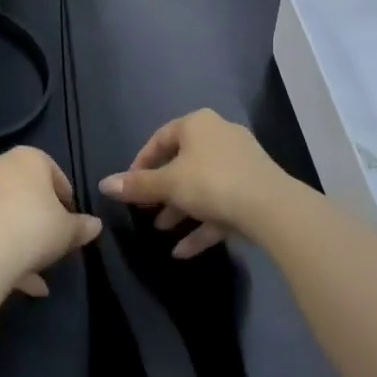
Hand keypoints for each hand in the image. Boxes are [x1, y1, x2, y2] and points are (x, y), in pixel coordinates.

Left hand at [0, 147, 102, 296]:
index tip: (71, 221)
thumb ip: (82, 226)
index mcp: (27, 158)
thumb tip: (95, 225)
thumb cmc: (35, 227)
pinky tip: (21, 281)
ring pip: (8, 214)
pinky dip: (6, 250)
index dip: (65, 198)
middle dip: (41, 218)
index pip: (53, 172)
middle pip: (27, 192)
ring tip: (40, 272)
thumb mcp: (68, 230)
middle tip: (54, 241)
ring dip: (23, 239)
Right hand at [98, 110, 297, 258]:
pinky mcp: (255, 190)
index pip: (161, 138)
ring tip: (162, 231)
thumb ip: (137, 186)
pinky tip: (184, 252)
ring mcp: (241, 163)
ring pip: (203, 186)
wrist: (272, 208)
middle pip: (183, 163)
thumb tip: (104, 184)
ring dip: (181, 209)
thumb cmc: (212, 183)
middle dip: (162, 190)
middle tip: (145, 210)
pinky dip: (203, 225)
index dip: (141, 163)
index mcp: (198, 124)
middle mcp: (220, 136)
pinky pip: (222, 205)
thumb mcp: (168, 184)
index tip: (129, 186)